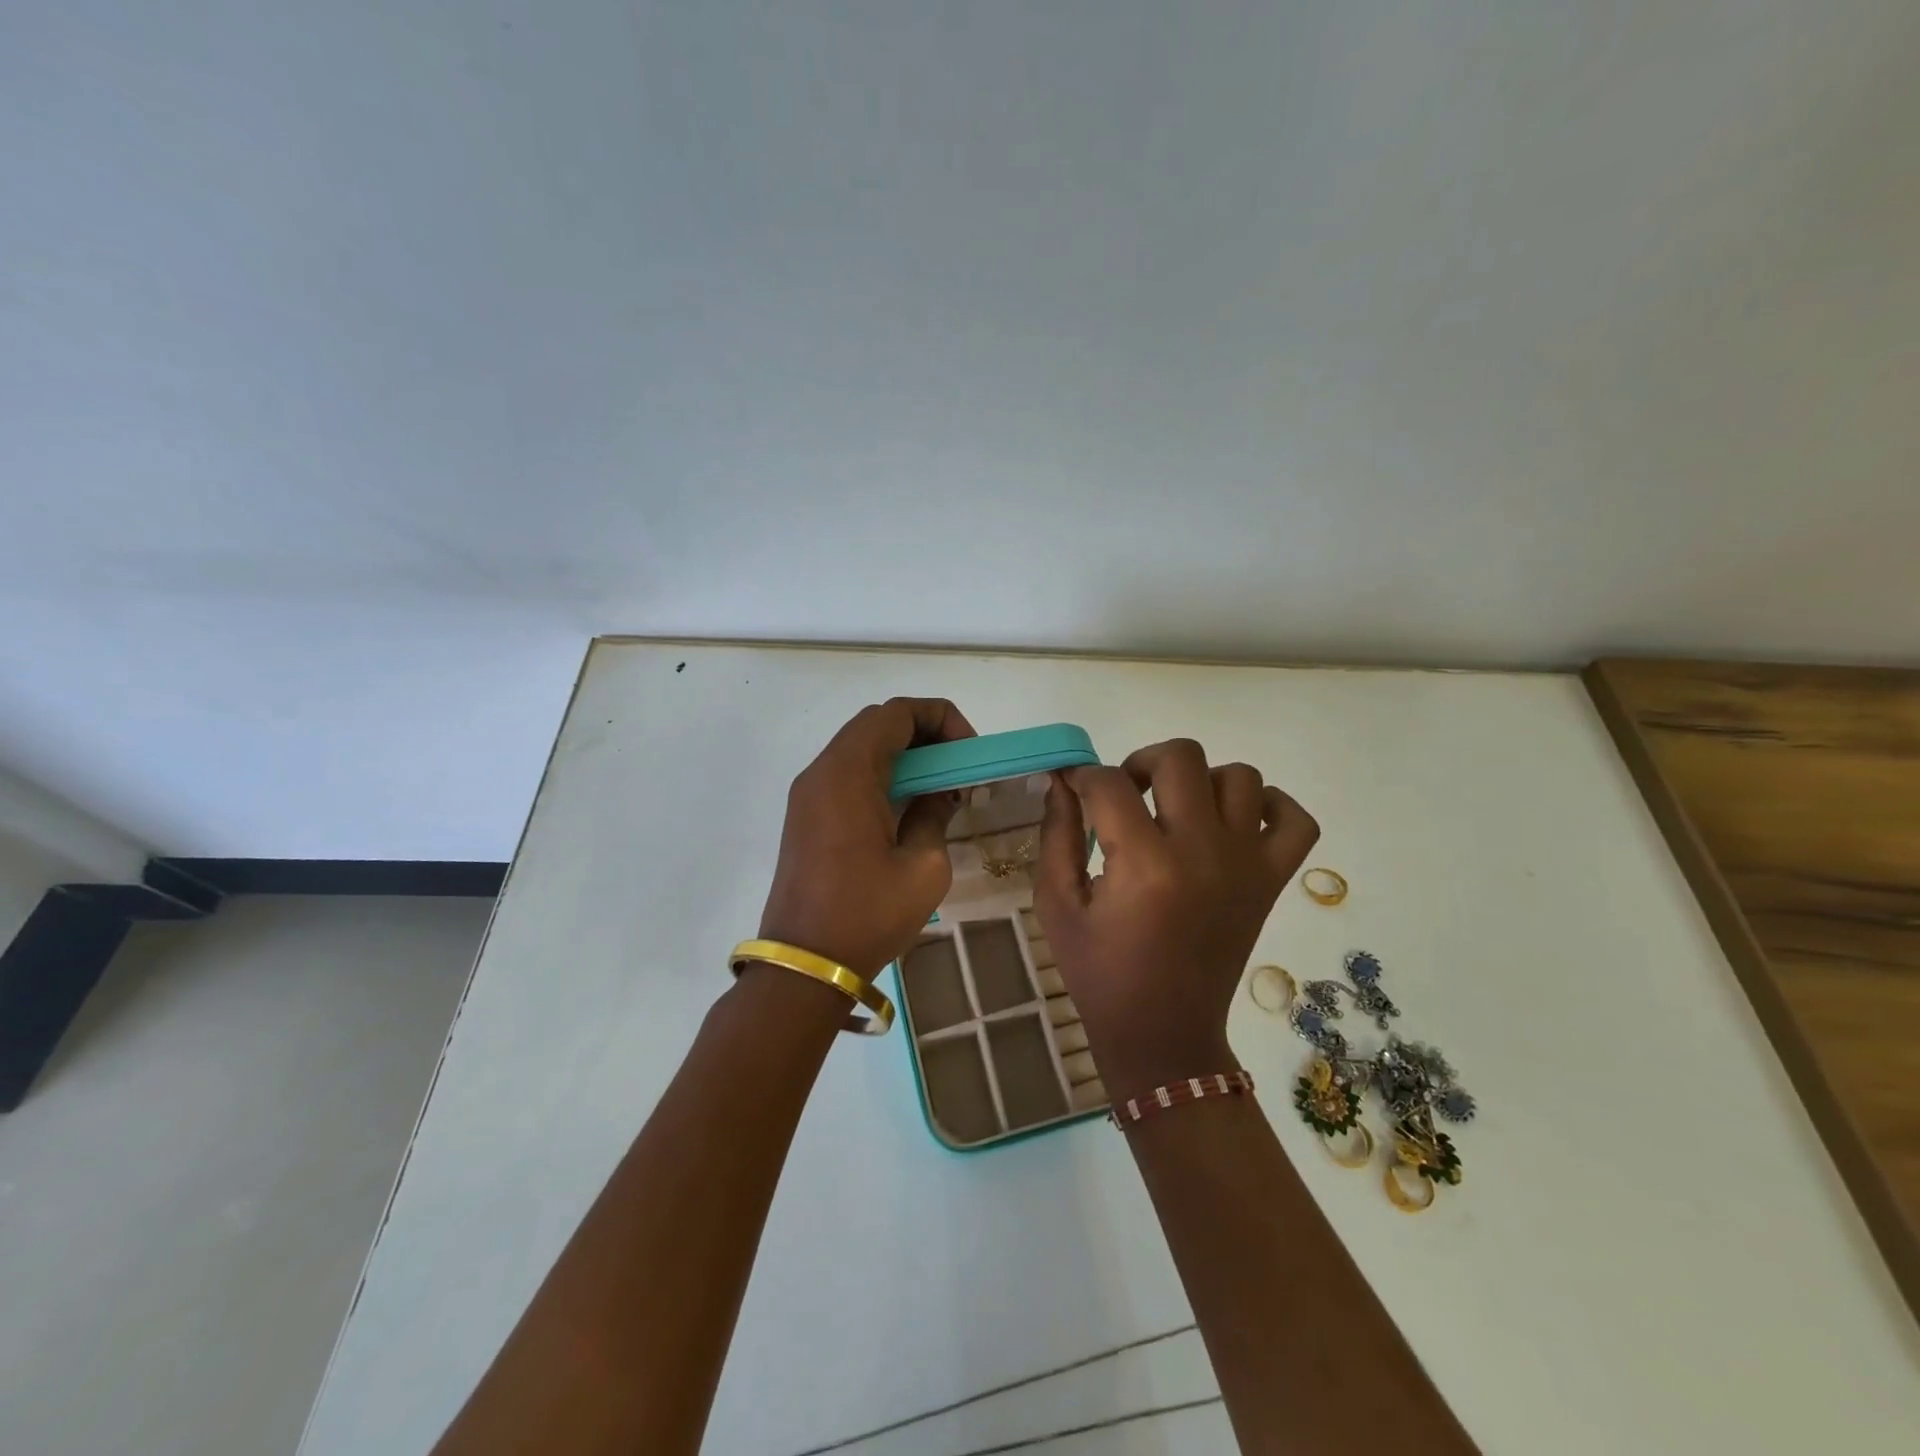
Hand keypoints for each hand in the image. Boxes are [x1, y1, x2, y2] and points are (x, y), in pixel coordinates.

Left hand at [758, 697, 975, 979]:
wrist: (804, 965)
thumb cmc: (867, 915)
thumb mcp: (923, 867)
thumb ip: (934, 814)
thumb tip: (939, 794)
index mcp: (849, 773)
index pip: (897, 713)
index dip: (941, 719)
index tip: (968, 753)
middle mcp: (822, 771)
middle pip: (876, 724)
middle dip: (925, 734)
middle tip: (957, 768)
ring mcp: (808, 793)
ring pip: (860, 748)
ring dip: (903, 755)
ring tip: (938, 789)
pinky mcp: (805, 816)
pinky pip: (847, 774)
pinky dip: (881, 775)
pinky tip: (906, 808)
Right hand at [1034, 739, 1318, 1099]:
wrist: (1163, 1032)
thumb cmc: (1099, 971)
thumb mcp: (1057, 905)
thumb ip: (1056, 835)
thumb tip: (1062, 781)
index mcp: (1143, 864)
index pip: (1109, 783)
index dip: (1083, 777)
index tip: (1074, 790)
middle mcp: (1202, 852)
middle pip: (1181, 757)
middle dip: (1141, 762)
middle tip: (1125, 795)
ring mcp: (1246, 864)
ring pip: (1240, 776)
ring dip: (1201, 780)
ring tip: (1176, 810)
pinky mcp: (1271, 881)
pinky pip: (1295, 820)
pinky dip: (1270, 807)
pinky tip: (1233, 822)